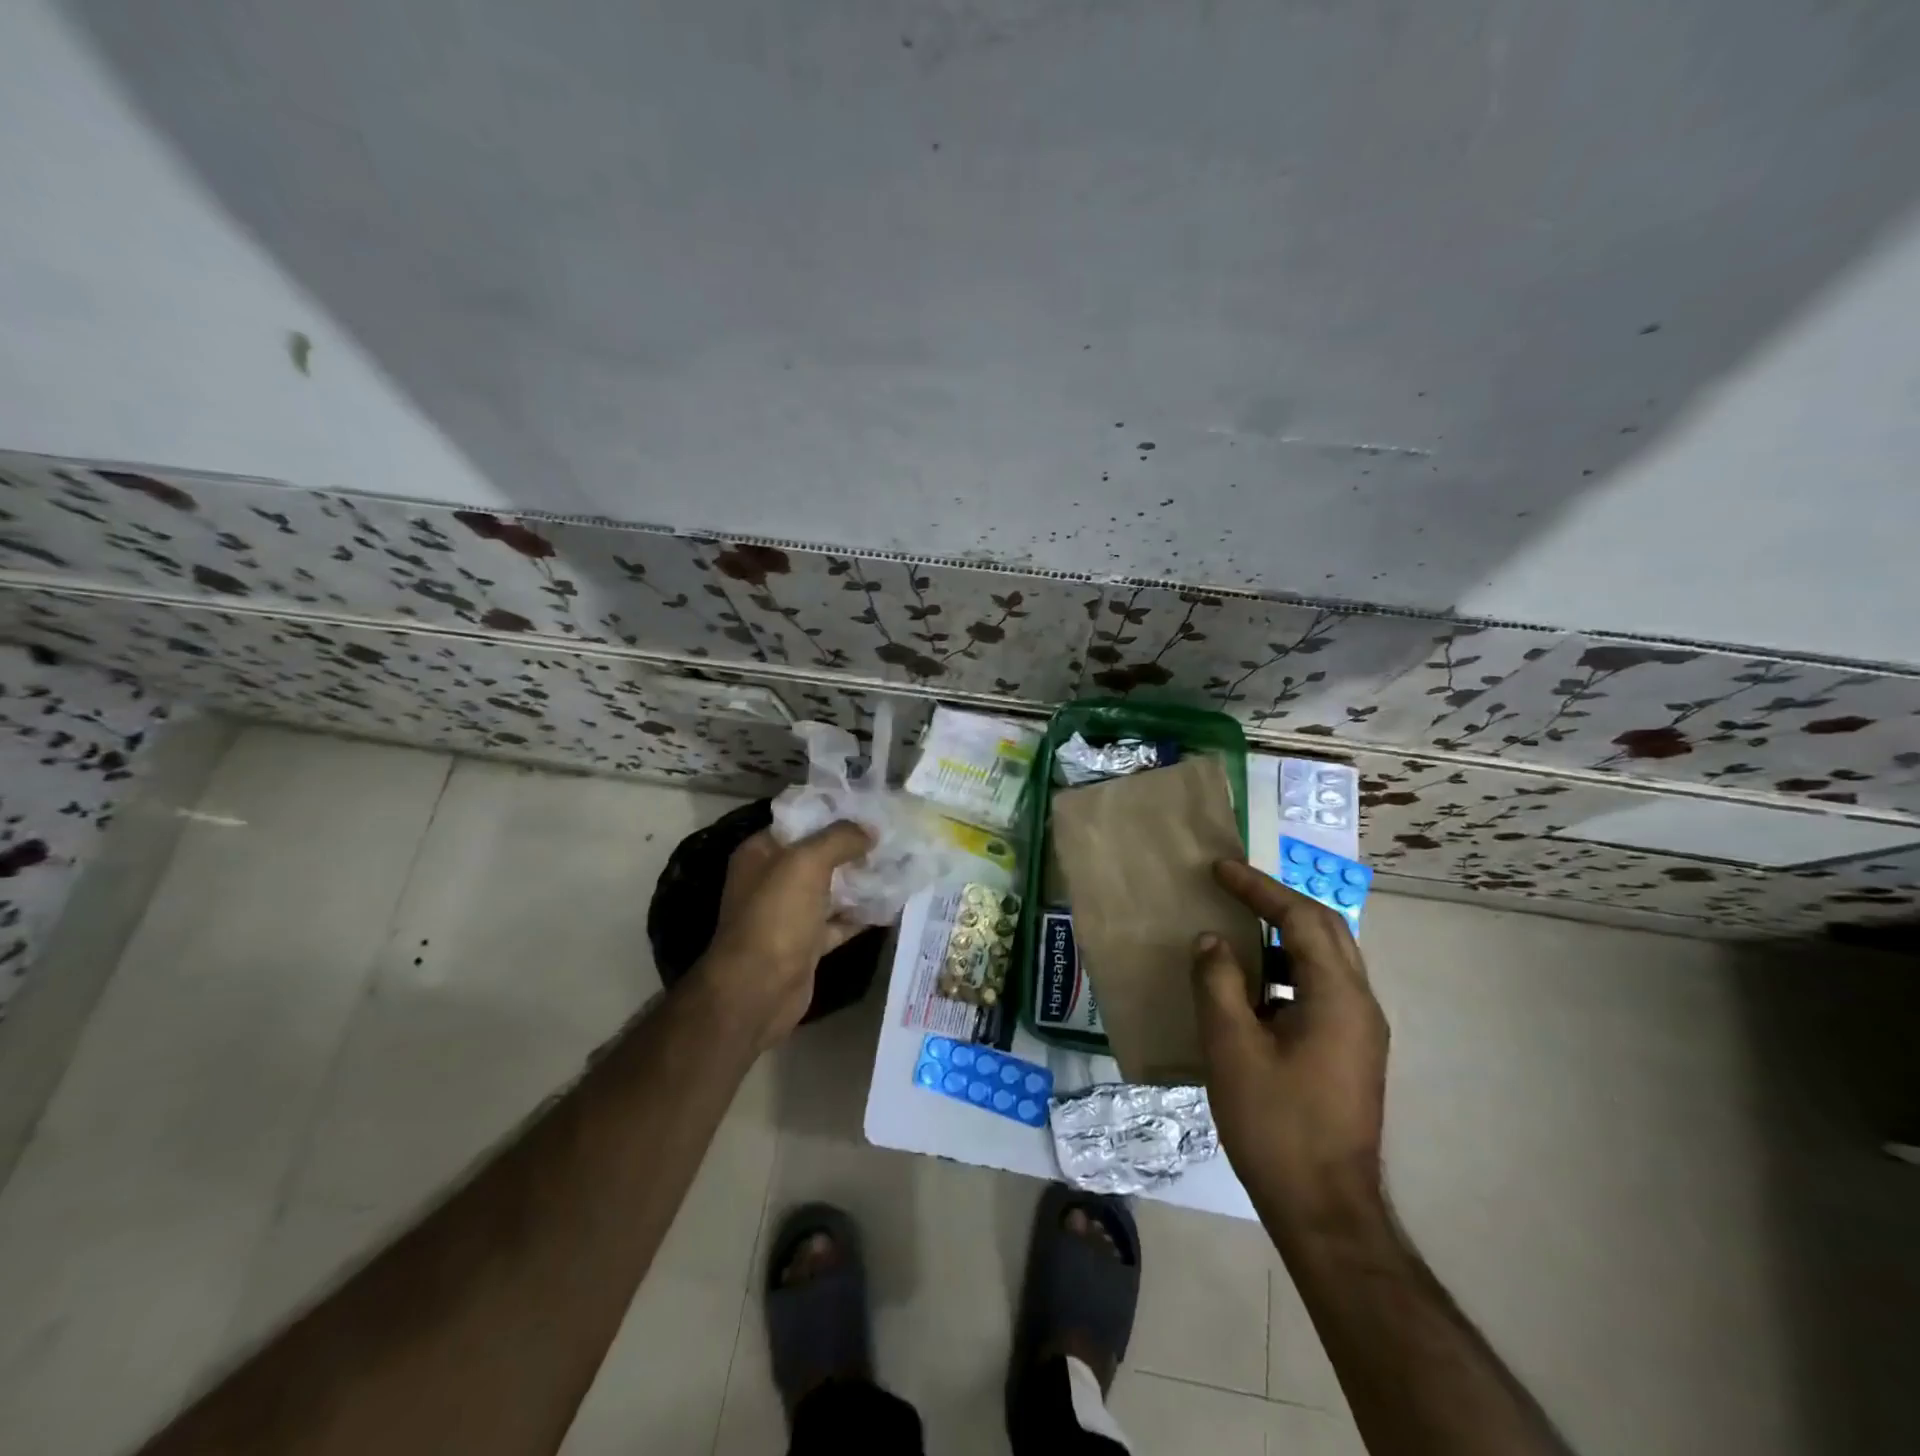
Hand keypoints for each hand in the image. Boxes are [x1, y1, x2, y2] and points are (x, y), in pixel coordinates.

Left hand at [697, 823, 872, 1049]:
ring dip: (862, 880)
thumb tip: (870, 829)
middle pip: (819, 855)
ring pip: (832, 889)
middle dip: (854, 847)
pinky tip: (893, 903)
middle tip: (893, 836)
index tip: (871, 808)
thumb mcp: (806, 863)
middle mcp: (772, 880)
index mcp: (761, 853)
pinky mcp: (807, 943)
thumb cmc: (776, 916)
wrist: (758, 990)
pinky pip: (839, 921)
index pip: (799, 822)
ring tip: (901, 864)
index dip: (834, 813)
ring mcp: (789, 913)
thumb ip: (839, 839)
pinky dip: (862, 914)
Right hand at [1192, 859, 1388, 1239]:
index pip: (1301, 919)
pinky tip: (1250, 987)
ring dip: (1282, 935)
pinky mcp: (1351, 1051)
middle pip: (1324, 930)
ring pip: (1326, 960)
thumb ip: (1218, 983)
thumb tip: (1211, 940)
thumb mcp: (1232, 1048)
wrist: (1324, 1209)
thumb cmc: (1275, 1124)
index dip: (1259, 888)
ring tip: (1237, 927)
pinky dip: (1286, 970)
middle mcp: (1360, 1004)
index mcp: (1337, 997)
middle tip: (1232, 887)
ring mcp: (1360, 1030)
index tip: (1220, 869)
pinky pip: (1321, 989)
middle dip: (1277, 902)